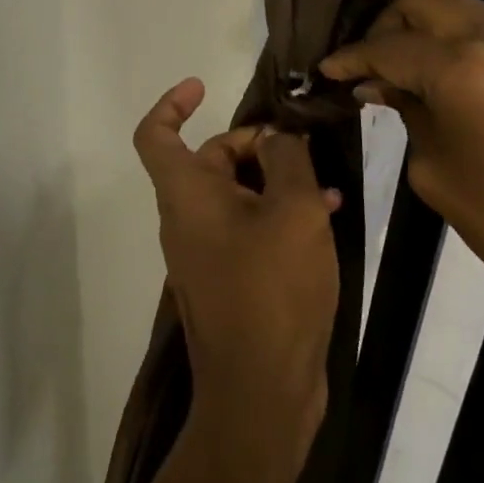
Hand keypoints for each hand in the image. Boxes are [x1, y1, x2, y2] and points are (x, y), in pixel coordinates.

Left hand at [132, 79, 341, 467]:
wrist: (262, 395)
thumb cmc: (272, 289)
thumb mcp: (294, 210)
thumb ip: (288, 159)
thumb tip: (279, 139)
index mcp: (186, 194)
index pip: (156, 134)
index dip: (172, 103)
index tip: (202, 86)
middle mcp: (187, 218)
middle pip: (211, 158)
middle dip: (257, 145)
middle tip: (304, 149)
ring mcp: (206, 252)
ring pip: (237, 194)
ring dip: (277, 182)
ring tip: (326, 188)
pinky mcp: (229, 280)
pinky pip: (248, 228)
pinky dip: (278, 216)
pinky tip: (324, 220)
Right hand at [319, 0, 483, 365]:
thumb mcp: (435, 170)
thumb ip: (404, 111)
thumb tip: (376, 83)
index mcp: (463, 69)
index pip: (388, 46)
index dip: (351, 57)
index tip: (326, 69)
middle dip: (384, 24)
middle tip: (366, 63)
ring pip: (454, 5)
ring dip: (420, 27)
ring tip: (398, 68)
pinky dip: (453, 38)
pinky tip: (439, 73)